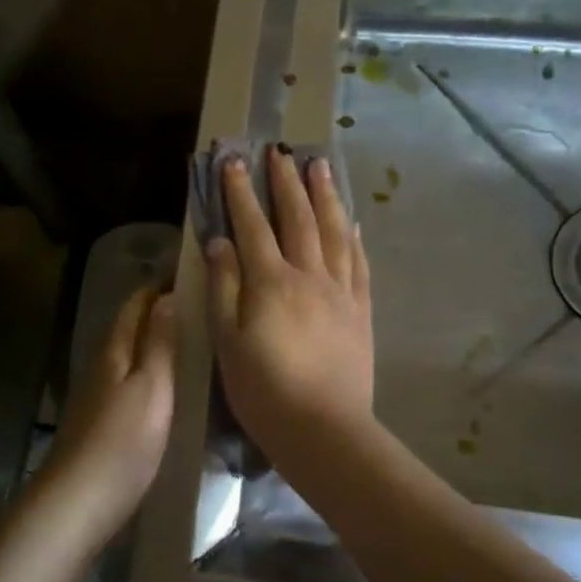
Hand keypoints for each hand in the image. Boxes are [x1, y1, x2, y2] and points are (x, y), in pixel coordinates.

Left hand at [34, 285, 176, 551]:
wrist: (76, 505)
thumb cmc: (122, 443)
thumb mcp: (152, 387)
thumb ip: (159, 342)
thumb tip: (167, 296)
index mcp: (114, 349)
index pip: (135, 302)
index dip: (160, 285)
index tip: (192, 274)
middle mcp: (101, 364)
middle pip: (129, 325)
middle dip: (159, 309)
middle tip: (200, 305)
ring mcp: (97, 394)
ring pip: (128, 352)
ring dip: (155, 339)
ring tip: (192, 339)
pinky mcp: (99, 421)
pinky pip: (128, 379)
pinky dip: (149, 369)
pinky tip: (168, 384)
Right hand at [205, 147, 373, 451]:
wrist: (325, 430)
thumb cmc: (264, 390)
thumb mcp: (227, 342)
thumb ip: (224, 287)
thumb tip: (219, 241)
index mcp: (271, 282)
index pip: (252, 225)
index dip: (241, 191)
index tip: (234, 160)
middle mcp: (309, 276)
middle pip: (297, 218)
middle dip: (287, 182)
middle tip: (282, 151)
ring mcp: (340, 292)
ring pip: (333, 231)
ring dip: (325, 196)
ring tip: (321, 166)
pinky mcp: (361, 311)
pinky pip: (358, 263)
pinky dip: (353, 237)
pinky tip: (351, 222)